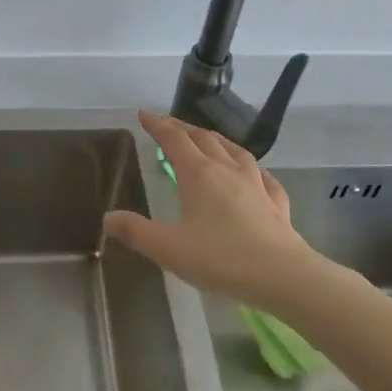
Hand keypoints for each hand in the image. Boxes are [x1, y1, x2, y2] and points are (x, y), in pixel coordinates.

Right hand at [103, 111, 328, 310]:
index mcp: (198, 174)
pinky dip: (251, 169)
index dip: (157, 125)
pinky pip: (263, 177)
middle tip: (168, 126)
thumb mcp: (168, 248)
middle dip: (183, 128)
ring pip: (234, 151)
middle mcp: (227, 170)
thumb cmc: (220, 258)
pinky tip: (254, 175)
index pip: (174, 139)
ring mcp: (256, 184)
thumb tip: (108, 218)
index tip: (144, 114)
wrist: (283, 276)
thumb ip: (136, 231)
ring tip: (208, 141)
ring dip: (216, 141)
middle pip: (203, 139)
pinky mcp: (276, 203)